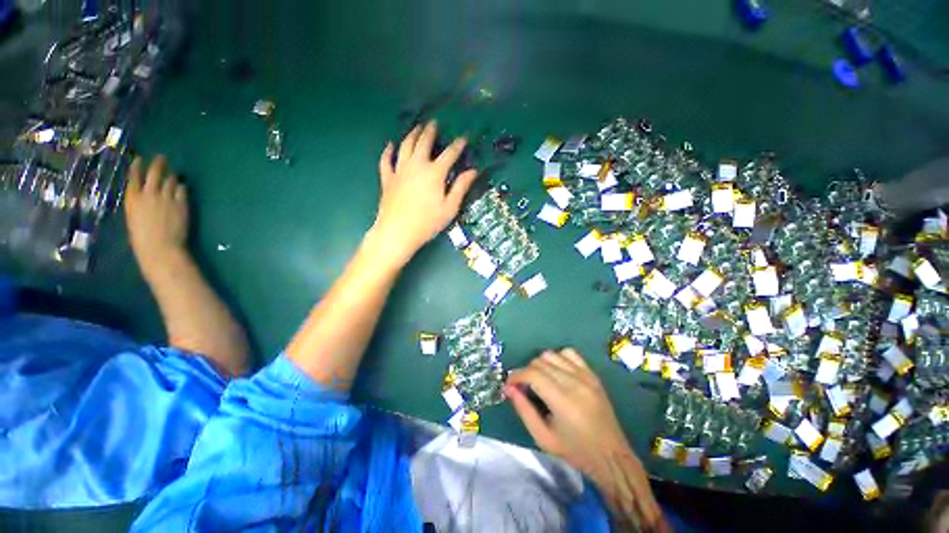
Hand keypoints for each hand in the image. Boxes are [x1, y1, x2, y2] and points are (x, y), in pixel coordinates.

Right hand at [124, 155, 188, 272]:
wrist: (161, 246)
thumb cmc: (142, 237)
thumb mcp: (134, 217)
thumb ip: (139, 204)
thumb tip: (143, 196)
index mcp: (133, 198)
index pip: (134, 176)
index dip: (137, 166)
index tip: (139, 158)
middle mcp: (149, 194)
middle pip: (154, 173)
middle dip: (158, 163)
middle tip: (162, 157)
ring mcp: (166, 198)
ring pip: (170, 180)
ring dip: (171, 175)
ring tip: (173, 172)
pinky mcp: (181, 203)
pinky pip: (182, 190)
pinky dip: (182, 186)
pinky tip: (182, 185)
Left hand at [369, 121, 478, 263]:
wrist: (398, 231)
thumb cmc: (427, 222)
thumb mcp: (450, 207)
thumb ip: (461, 187)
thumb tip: (473, 171)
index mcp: (434, 173)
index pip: (449, 154)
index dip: (457, 145)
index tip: (463, 138)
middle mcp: (416, 166)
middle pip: (424, 143)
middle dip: (430, 131)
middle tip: (434, 123)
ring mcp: (399, 170)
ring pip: (405, 146)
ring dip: (412, 135)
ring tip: (416, 128)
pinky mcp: (387, 178)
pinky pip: (386, 160)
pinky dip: (388, 151)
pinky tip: (390, 145)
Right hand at [505, 348, 633, 481]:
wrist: (611, 456)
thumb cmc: (575, 451)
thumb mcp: (543, 438)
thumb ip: (523, 410)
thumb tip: (509, 388)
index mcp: (562, 400)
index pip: (532, 374)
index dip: (516, 376)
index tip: (509, 384)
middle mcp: (574, 382)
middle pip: (540, 362)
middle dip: (526, 372)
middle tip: (524, 387)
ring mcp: (585, 376)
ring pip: (552, 354)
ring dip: (540, 364)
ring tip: (539, 380)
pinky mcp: (592, 374)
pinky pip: (570, 353)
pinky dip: (558, 358)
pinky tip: (556, 371)